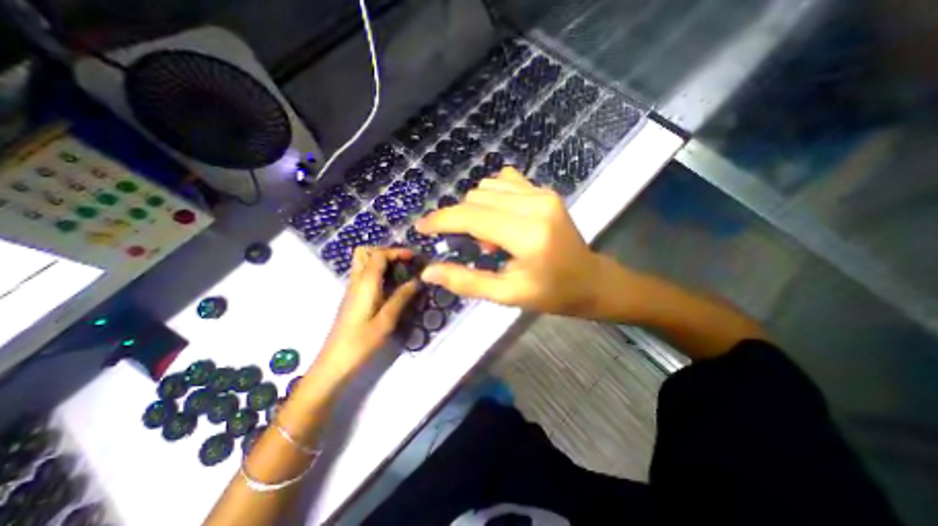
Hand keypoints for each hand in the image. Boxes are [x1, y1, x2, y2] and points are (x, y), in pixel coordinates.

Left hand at [315, 247, 417, 377]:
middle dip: (385, 251)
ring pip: (362, 262)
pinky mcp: (352, 297)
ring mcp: (352, 289)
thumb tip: (417, 281)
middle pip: (364, 252)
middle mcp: (356, 281)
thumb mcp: (387, 320)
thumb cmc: (361, 342)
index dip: (396, 251)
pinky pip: (364, 274)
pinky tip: (391, 285)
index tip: (413, 257)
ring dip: (381, 260)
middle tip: (403, 261)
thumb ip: (402, 297)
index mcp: (365, 284)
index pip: (378, 255)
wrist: (335, 362)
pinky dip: (378, 271)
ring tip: (400, 271)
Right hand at [414, 169, 603, 315]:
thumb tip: (429, 271)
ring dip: (478, 210)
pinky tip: (503, 218)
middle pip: (476, 198)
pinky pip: (505, 181)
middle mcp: (535, 205)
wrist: (591, 280)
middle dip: (463, 220)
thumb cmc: (551, 293)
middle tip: (481, 248)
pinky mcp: (545, 191)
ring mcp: (542, 193)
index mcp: (527, 235)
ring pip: (487, 187)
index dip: (441, 220)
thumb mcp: (507, 295)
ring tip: (495, 236)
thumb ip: (467, 282)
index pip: (471, 217)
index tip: (422, 227)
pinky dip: (493, 197)